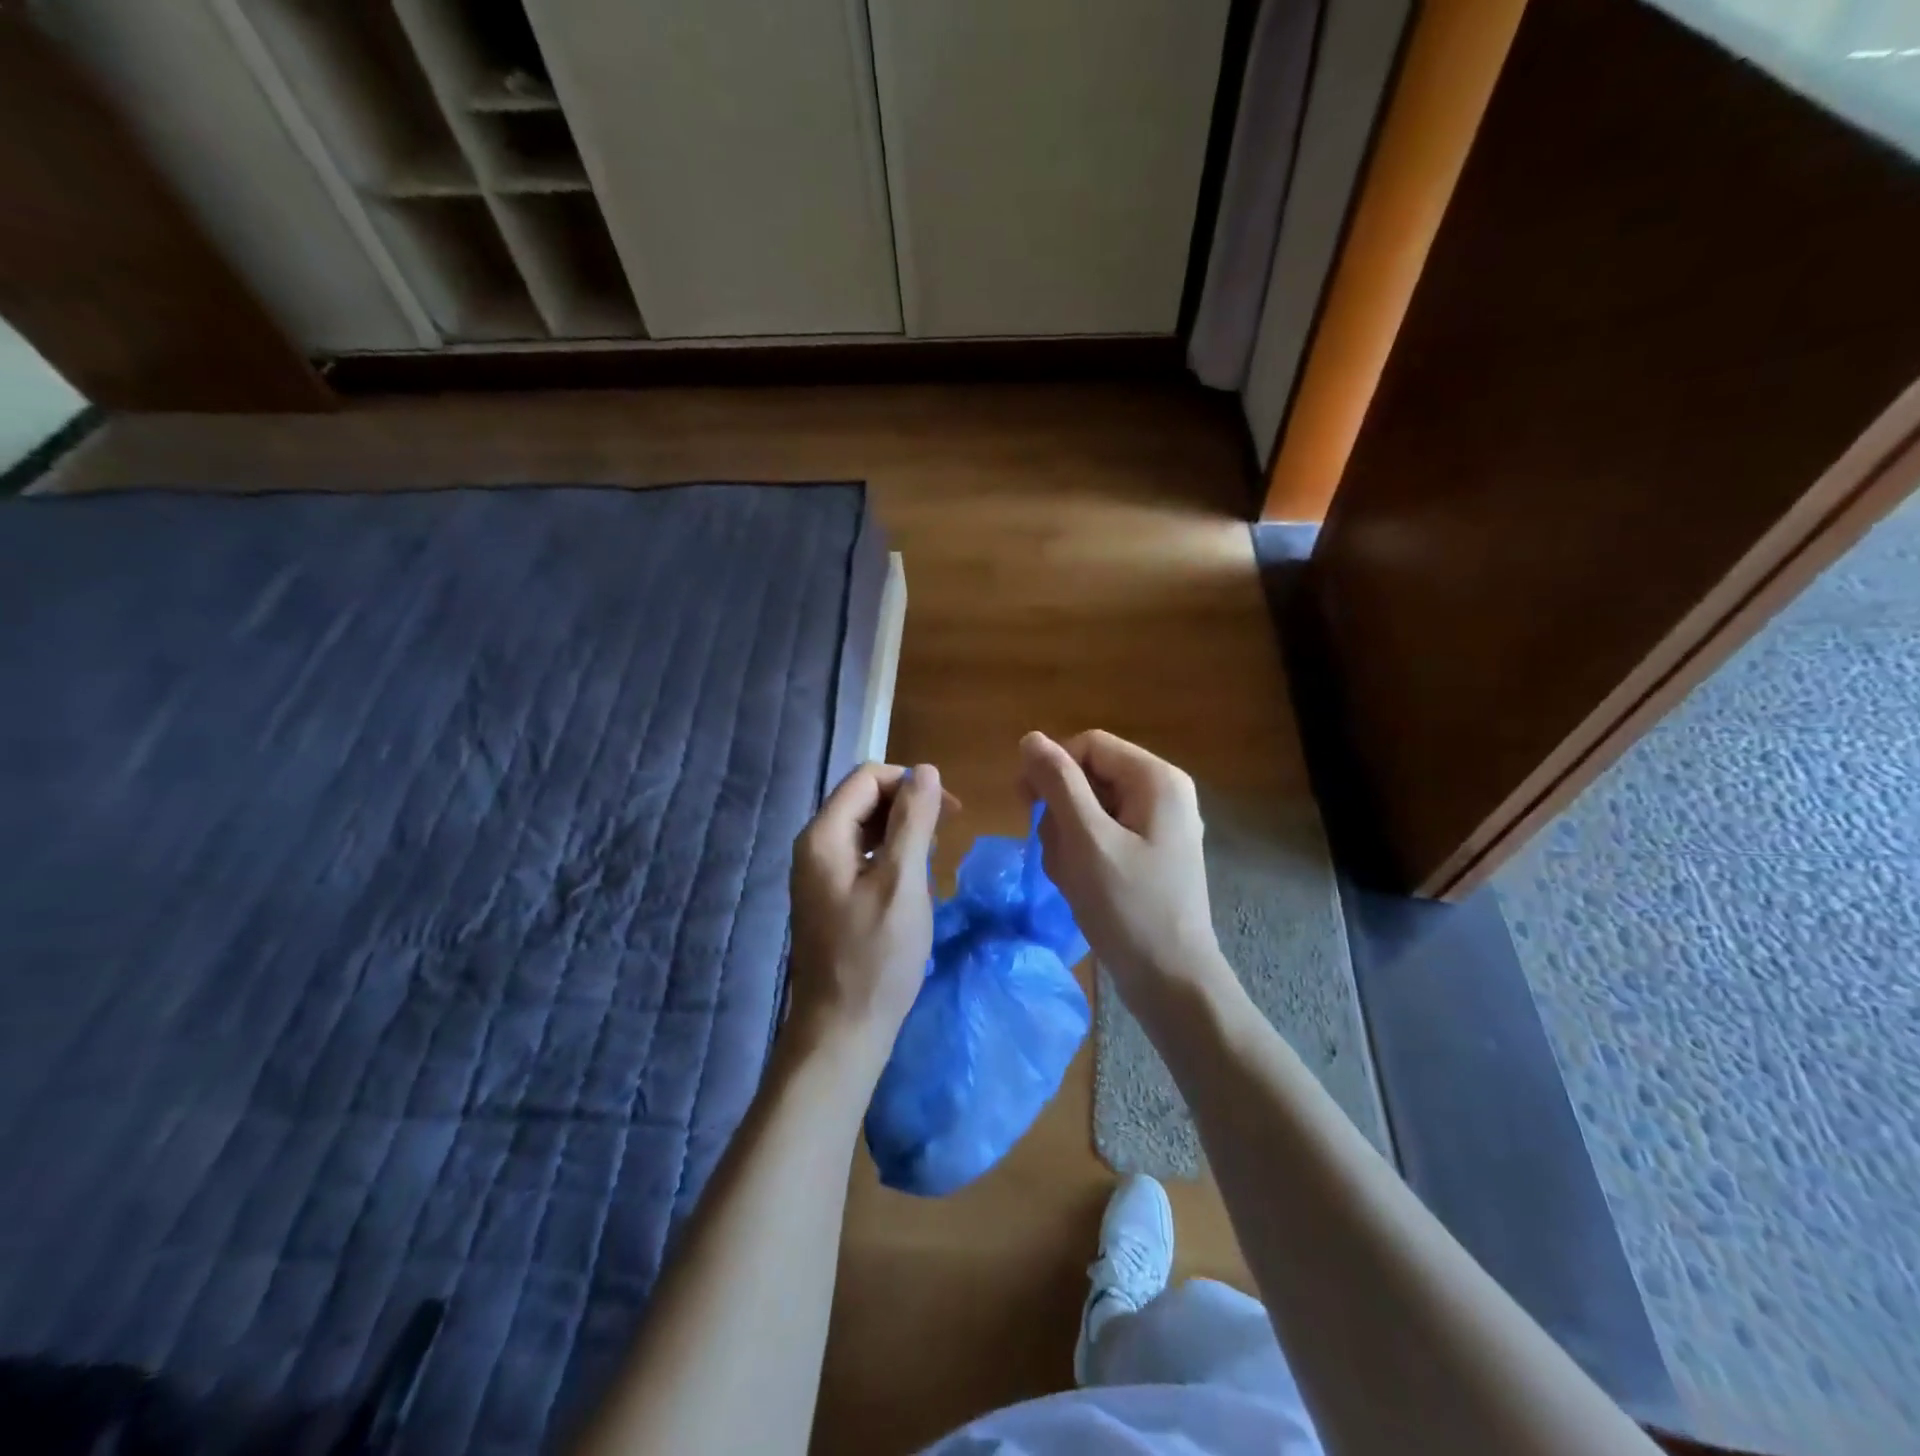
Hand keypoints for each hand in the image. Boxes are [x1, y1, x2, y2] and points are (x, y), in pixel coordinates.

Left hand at [787, 762, 947, 1073]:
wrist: (842, 1031)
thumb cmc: (876, 957)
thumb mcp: (903, 882)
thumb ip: (914, 821)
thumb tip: (927, 771)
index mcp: (823, 836)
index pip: (867, 778)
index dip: (910, 783)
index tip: (951, 811)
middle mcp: (813, 847)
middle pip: (863, 800)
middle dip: (907, 806)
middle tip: (948, 833)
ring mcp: (818, 874)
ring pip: (864, 829)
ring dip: (902, 831)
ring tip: (933, 858)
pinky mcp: (829, 897)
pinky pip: (862, 857)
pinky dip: (890, 857)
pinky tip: (912, 881)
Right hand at [1019, 731, 1230, 1017]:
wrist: (1171, 981)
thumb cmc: (1128, 907)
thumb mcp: (1086, 839)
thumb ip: (1058, 783)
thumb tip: (1031, 738)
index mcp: (1156, 779)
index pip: (1088, 745)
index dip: (1052, 767)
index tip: (1025, 804)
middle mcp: (1162, 793)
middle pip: (1089, 777)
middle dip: (1061, 813)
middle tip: (1055, 853)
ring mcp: (1158, 826)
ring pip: (1089, 810)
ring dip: (1067, 840)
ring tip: (1071, 878)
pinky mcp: (1149, 854)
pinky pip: (1102, 837)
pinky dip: (1082, 857)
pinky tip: (1081, 887)